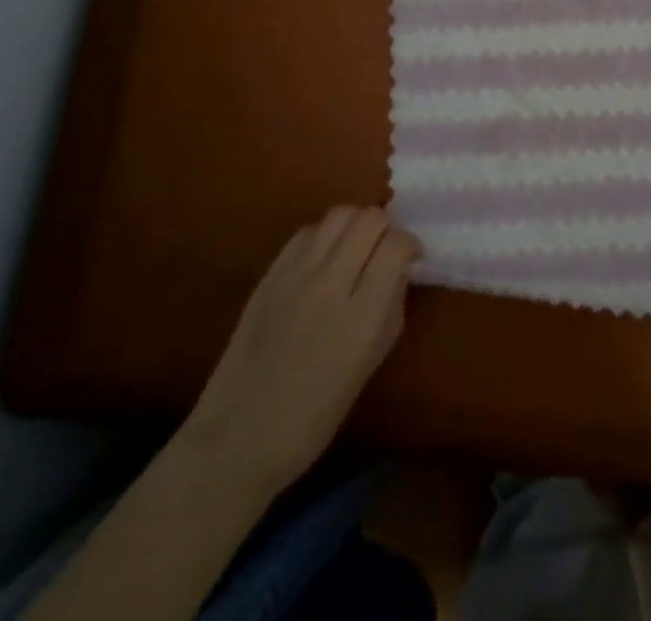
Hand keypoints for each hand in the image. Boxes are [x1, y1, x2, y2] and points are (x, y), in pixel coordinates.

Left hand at [185, 206, 419, 497]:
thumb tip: (399, 270)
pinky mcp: (270, 273)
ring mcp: (296, 274)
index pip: (396, 245)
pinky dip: (325, 235)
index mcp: (362, 317)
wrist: (239, 436)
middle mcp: (331, 284)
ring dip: (356, 224)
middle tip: (385, 250)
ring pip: (339, 214)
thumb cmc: (314, 415)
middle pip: (370, 219)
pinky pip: (308, 232)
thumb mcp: (370, 364)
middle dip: (386, 228)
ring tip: (356, 247)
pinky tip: (325, 258)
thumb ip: (390, 308)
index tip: (411, 258)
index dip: (410, 244)